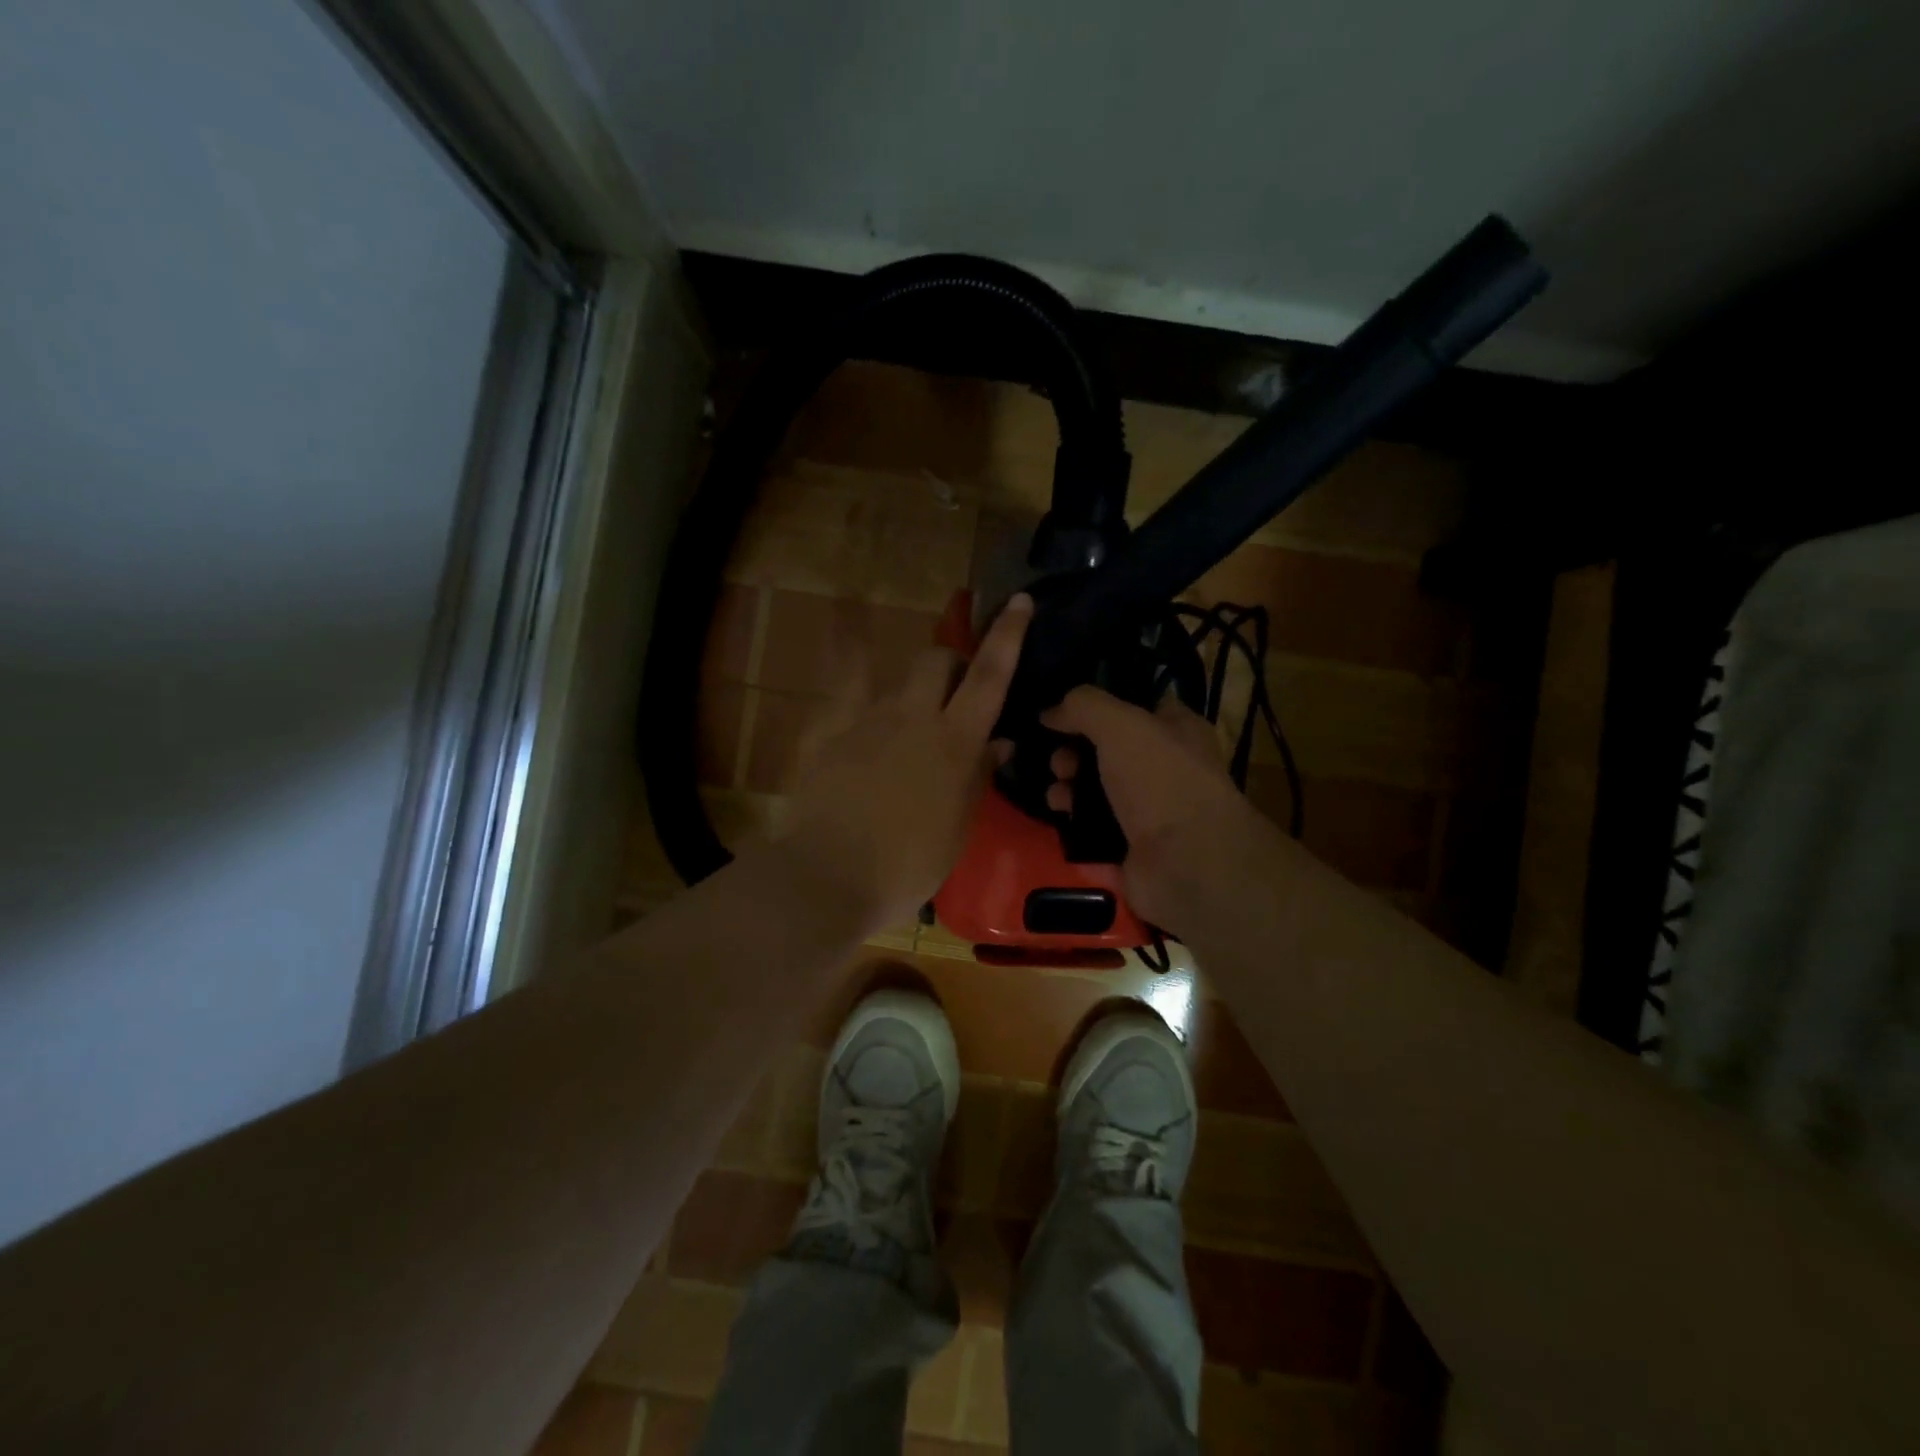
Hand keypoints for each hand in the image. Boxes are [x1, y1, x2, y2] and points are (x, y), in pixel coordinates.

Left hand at [776, 594, 1033, 931]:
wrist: (829, 876)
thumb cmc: (908, 865)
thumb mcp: (958, 827)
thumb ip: (978, 776)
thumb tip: (999, 742)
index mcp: (955, 742)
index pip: (990, 676)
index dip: (1008, 636)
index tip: (1019, 602)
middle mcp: (913, 717)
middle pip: (936, 660)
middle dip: (952, 663)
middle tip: (956, 694)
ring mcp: (867, 720)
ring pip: (897, 682)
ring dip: (912, 694)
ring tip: (907, 733)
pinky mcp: (830, 733)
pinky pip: (846, 696)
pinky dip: (856, 691)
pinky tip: (858, 708)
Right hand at [1042, 685, 1269, 926]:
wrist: (1186, 864)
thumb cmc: (1160, 780)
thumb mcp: (1120, 724)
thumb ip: (1082, 706)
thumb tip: (1049, 712)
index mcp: (1177, 732)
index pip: (1136, 707)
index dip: (1100, 706)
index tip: (1062, 712)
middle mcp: (1166, 772)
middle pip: (1107, 754)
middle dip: (1073, 755)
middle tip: (1058, 764)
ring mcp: (1150, 817)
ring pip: (1097, 797)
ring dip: (1068, 793)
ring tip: (1056, 798)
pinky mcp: (1132, 854)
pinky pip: (1093, 837)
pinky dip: (1073, 832)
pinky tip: (1059, 826)